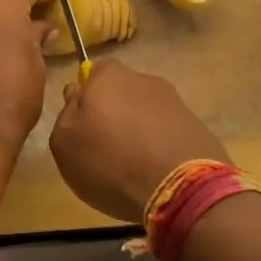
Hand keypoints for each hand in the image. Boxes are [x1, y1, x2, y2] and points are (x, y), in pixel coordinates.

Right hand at [48, 60, 229, 223]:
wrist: (180, 189)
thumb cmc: (111, 162)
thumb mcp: (65, 143)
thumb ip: (66, 113)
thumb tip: (77, 94)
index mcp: (109, 76)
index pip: (93, 72)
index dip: (86, 97)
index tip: (84, 125)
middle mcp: (144, 79)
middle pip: (121, 91)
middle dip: (114, 112)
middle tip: (106, 146)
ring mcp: (174, 101)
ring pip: (146, 111)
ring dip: (139, 129)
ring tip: (134, 164)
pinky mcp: (196, 125)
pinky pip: (168, 130)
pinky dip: (160, 144)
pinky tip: (156, 170)